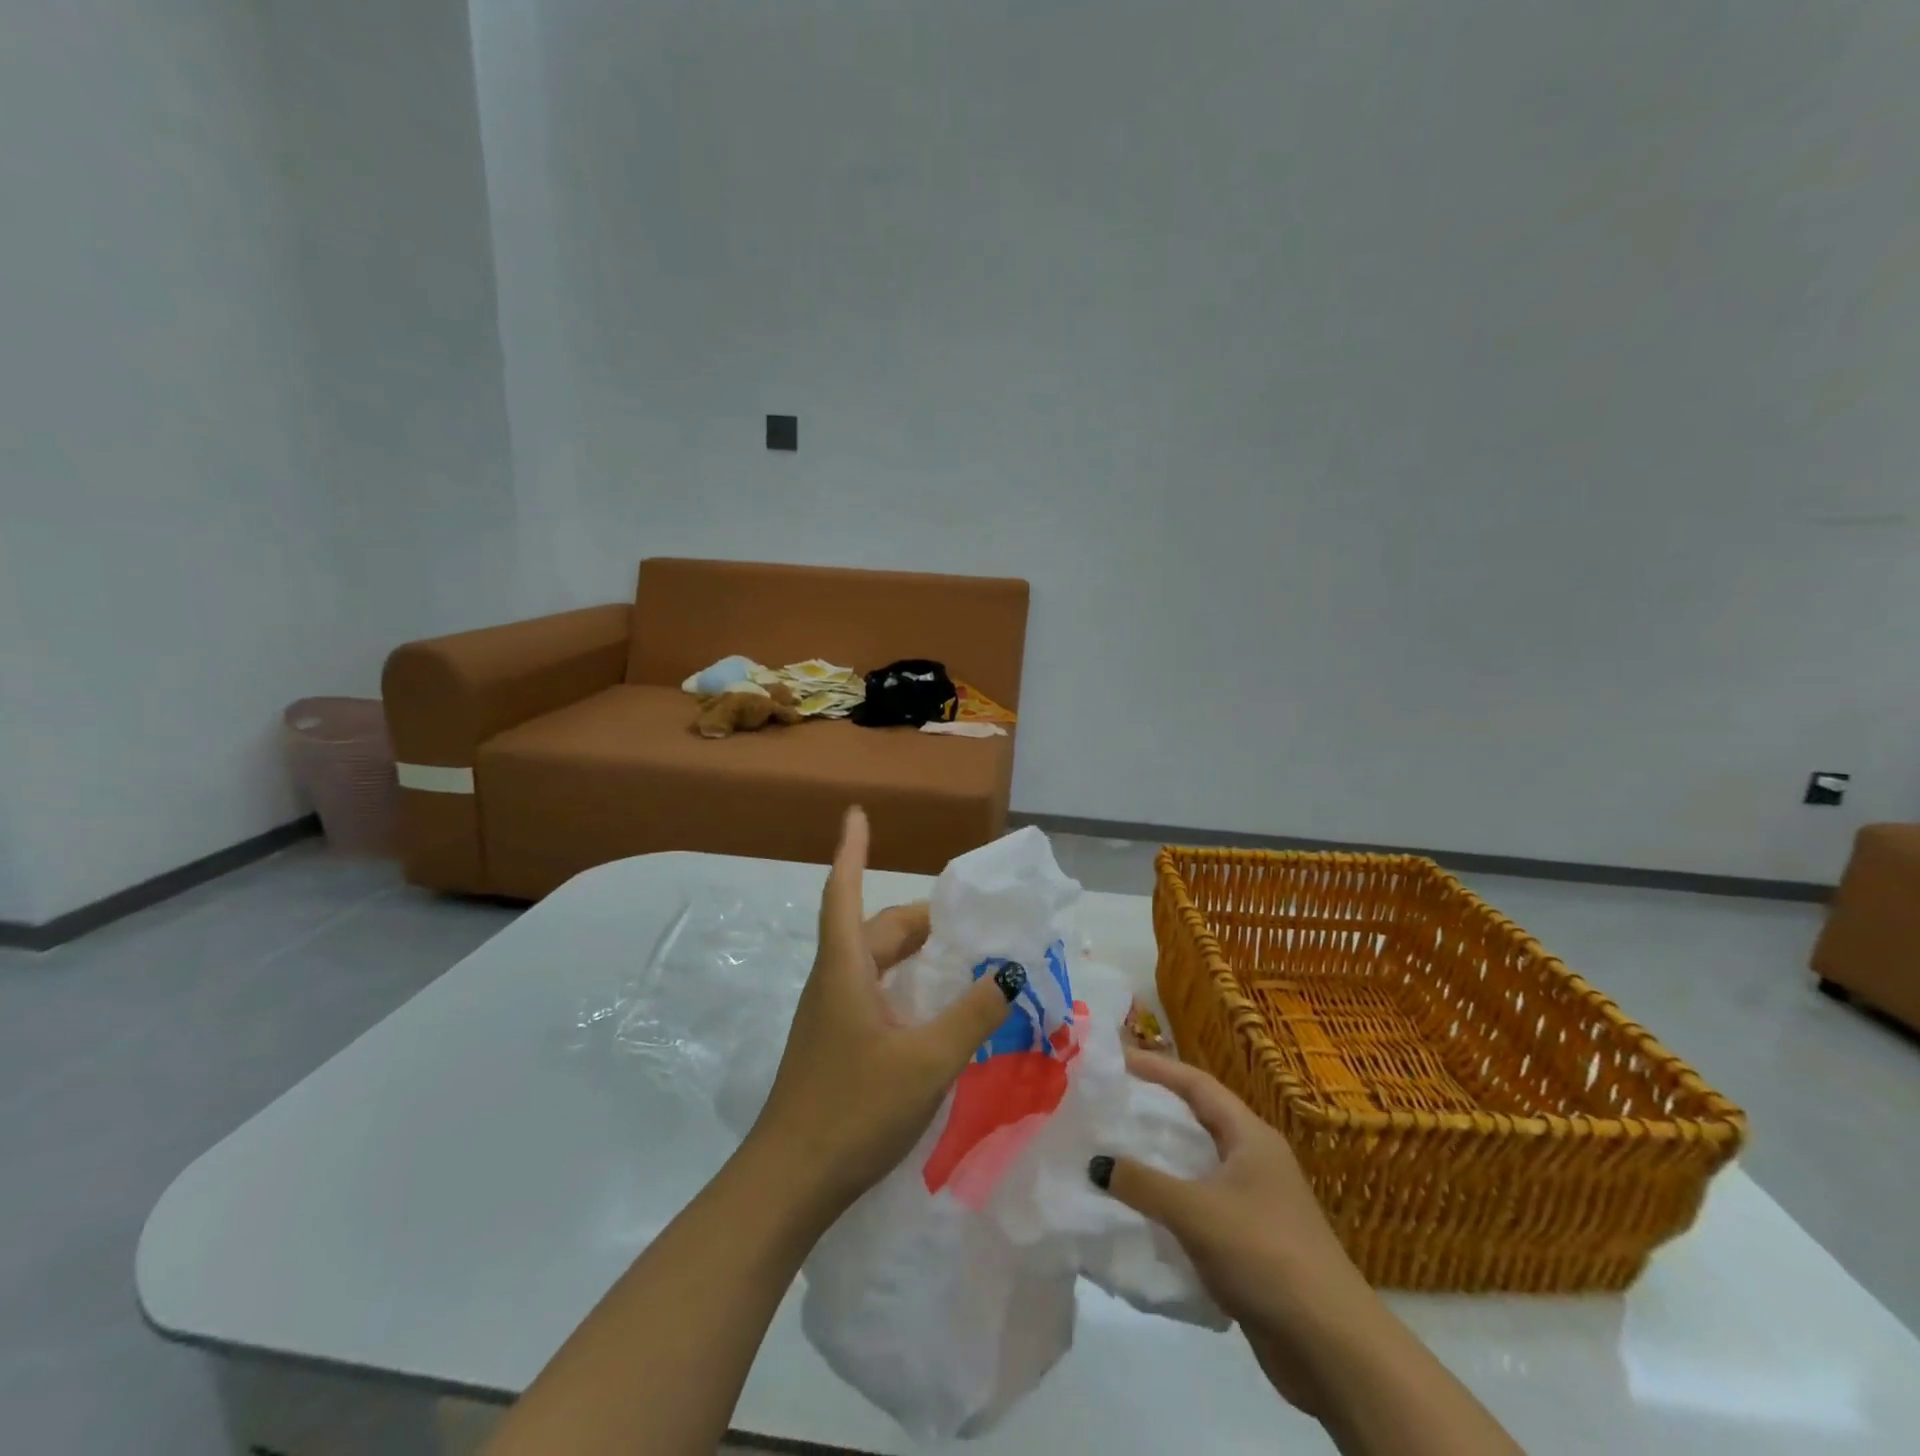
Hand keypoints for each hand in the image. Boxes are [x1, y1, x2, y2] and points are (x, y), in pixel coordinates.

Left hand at [745, 806, 1019, 1216]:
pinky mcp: (836, 1045)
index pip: (843, 893)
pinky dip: (906, 987)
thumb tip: (1011, 971)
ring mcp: (831, 1016)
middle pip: (873, 931)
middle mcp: (834, 983)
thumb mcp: (926, 1061)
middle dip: (917, 919)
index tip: (856, 813)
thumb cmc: (853, 1110)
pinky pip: (875, 995)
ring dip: (912, 954)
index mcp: (845, 970)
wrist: (789, 1184)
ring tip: (959, 960)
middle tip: (966, 924)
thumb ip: (972, 1015)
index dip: (850, 850)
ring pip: (874, 965)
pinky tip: (935, 1012)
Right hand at [1092, 1049, 1378, 1414]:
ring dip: (1159, 1161)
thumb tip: (1096, 1163)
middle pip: (1197, 1121)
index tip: (1115, 1059)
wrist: (1332, 1347)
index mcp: (1250, 1136)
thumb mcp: (1196, 1211)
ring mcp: (1255, 1203)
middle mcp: (1254, 1160)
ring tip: (1112, 1154)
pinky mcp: (1251, 1244)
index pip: (1196, 1084)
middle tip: (1108, 1104)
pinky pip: (1200, 1208)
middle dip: (1153, 1111)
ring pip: (1197, 1167)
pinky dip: (1170, 1204)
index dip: (1156, 1067)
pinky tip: (1139, 1214)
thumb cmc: (1265, 1254)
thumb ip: (1143, 1184)